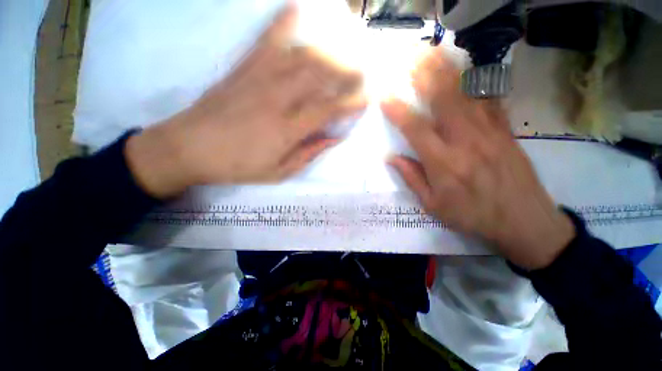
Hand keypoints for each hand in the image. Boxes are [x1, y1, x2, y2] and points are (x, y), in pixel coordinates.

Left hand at [125, 5, 366, 197]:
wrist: (189, 148)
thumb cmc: (236, 166)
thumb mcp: (278, 172)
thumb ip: (307, 155)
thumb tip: (333, 139)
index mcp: (286, 129)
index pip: (327, 110)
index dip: (350, 104)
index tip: (366, 100)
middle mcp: (277, 98)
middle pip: (320, 77)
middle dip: (346, 73)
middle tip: (362, 74)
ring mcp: (259, 78)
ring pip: (301, 57)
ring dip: (328, 53)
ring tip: (343, 55)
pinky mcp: (243, 67)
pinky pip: (266, 40)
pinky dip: (283, 22)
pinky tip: (296, 8)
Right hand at [382, 50, 574, 269]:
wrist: (524, 221)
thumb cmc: (472, 216)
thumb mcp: (433, 205)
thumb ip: (411, 178)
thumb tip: (391, 158)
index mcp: (444, 162)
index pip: (416, 129)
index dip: (398, 111)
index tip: (385, 96)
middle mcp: (465, 141)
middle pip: (444, 99)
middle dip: (425, 74)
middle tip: (411, 57)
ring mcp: (489, 132)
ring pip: (467, 93)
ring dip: (448, 70)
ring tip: (434, 53)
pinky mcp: (506, 131)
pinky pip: (490, 100)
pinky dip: (477, 82)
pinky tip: (468, 69)